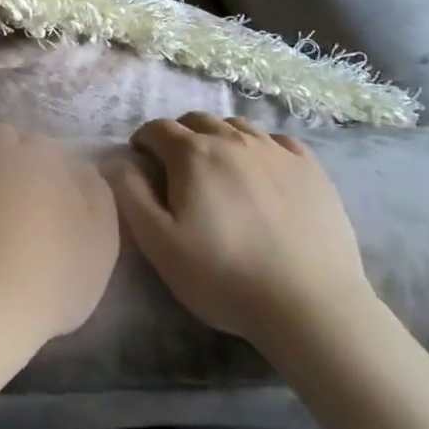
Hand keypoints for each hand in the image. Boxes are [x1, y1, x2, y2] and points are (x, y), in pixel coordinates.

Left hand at [0, 124, 119, 346]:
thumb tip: (82, 168)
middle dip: (8, 157)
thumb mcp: (101, 243)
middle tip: (13, 197)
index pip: (44, 147)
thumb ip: (97, 194)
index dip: (47, 171)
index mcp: (41, 156)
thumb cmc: (51, 276)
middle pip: (3, 137)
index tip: (47, 200)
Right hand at [105, 115, 373, 347]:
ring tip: (218, 169)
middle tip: (177, 169)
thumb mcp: (159, 242)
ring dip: (218, 138)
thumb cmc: (224, 277)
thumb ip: (130, 193)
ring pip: (236, 126)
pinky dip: (260, 146)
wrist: (312, 308)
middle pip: (196, 120)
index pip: (156, 128)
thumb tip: (116, 159)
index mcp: (193, 154)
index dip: (143, 142)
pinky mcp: (311, 169)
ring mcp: (276, 151)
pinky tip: (261, 171)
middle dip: (179, 136)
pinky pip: (277, 140)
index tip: (142, 164)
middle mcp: (233, 139)